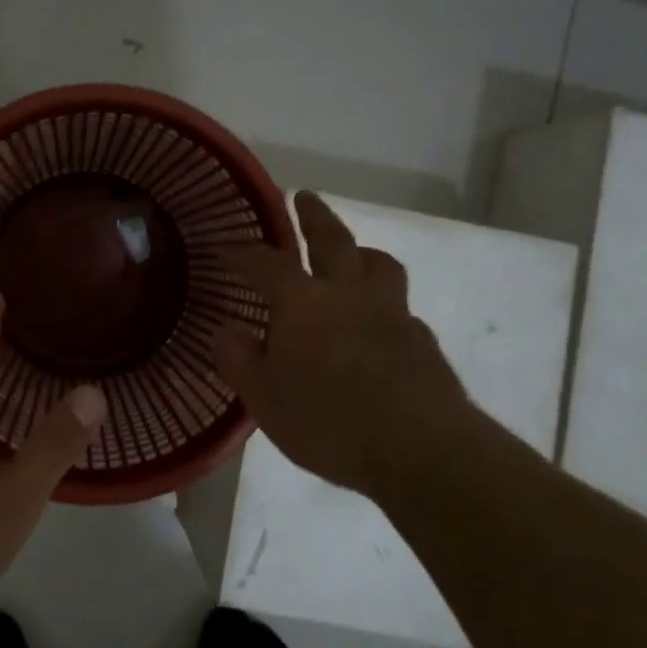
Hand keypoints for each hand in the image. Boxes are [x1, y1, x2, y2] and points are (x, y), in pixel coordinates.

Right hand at [215, 190, 472, 497]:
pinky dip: (384, 301)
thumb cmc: (329, 422)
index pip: (265, 263)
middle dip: (314, 215)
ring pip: (378, 263)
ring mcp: (391, 312)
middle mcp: (348, 293)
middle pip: (332, 239)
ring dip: (360, 250)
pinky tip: (381, 321)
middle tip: (304, 196)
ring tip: (352, 253)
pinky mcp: (422, 339)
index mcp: (303, 302)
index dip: (243, 252)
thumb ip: (239, 360)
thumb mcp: (265, 400)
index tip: (226, 246)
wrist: (422, 451)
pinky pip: (400, 305)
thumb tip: (224, 329)